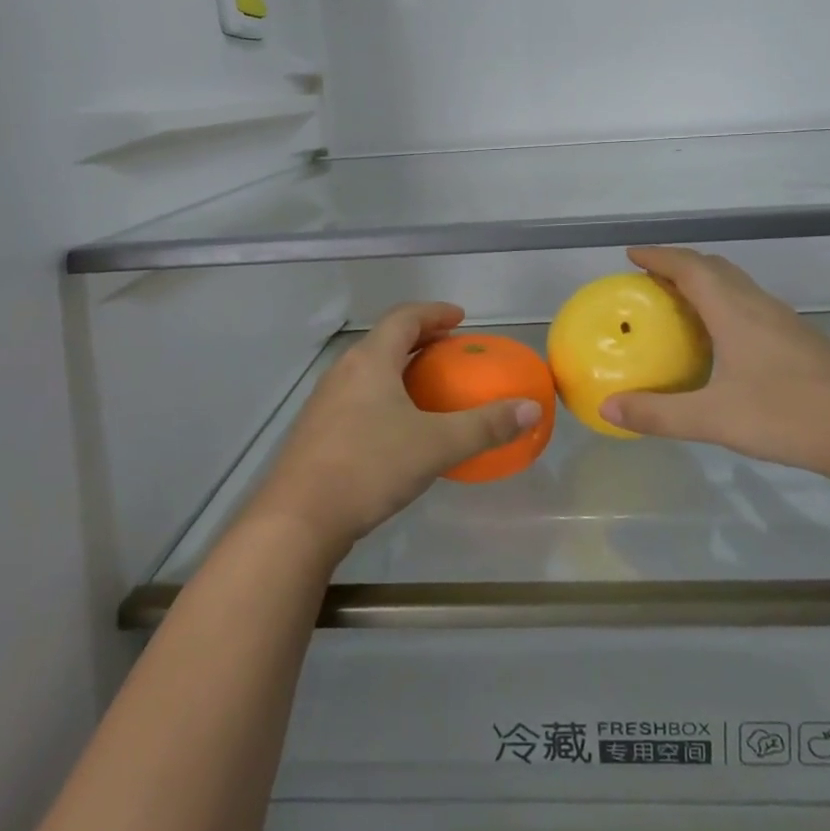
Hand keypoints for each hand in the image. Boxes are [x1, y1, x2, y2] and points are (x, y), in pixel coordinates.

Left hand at [244, 303, 545, 557]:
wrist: (298, 517)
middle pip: (385, 341)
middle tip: (450, 350)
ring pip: (369, 370)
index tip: (459, 318)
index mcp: (370, 360)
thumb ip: (485, 426)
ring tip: (429, 387)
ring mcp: (325, 402)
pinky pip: (358, 397)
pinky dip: (385, 395)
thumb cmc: (370, 466)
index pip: (404, 318)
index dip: (434, 312)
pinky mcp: (317, 431)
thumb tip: (531, 408)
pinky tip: (399, 428)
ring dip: (400, 369)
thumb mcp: (436, 445)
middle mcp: (344, 371)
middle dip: (420, 340)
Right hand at [599, 247, 829, 488]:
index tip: (632, 254)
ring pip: (738, 287)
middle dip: (680, 265)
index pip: (690, 268)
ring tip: (679, 305)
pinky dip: (725, 307)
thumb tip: (607, 407)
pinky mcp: (801, 342)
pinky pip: (752, 308)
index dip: (659, 256)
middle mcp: (760, 307)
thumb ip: (658, 414)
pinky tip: (722, 342)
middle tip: (650, 280)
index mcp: (735, 312)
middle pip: (716, 269)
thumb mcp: (714, 419)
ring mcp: (785, 324)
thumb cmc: (788, 416)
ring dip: (705, 285)